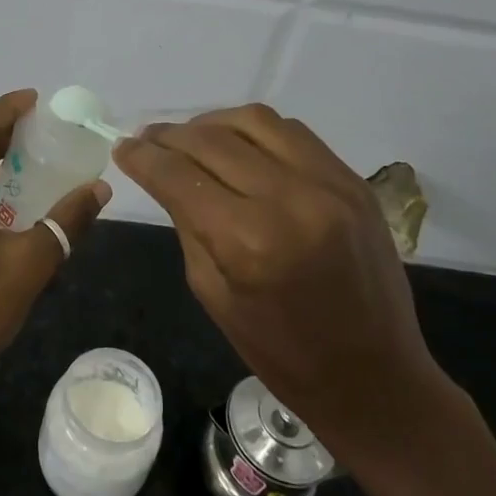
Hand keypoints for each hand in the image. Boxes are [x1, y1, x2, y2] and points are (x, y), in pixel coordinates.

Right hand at [113, 105, 458, 480]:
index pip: (179, 176)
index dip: (143, 158)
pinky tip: (239, 146)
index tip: (122, 149)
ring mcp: (329, 183)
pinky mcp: (353, 180)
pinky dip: (255, 131)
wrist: (374, 375)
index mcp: (249, 241)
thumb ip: (188, 224)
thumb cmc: (281, 352)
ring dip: (212, 123)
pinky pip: (293, 133)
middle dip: (170, 136)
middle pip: (212, 140)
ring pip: (254, 121)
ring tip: (191, 138)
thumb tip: (167, 176)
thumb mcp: (212, 293)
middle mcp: (290, 199)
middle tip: (147, 140)